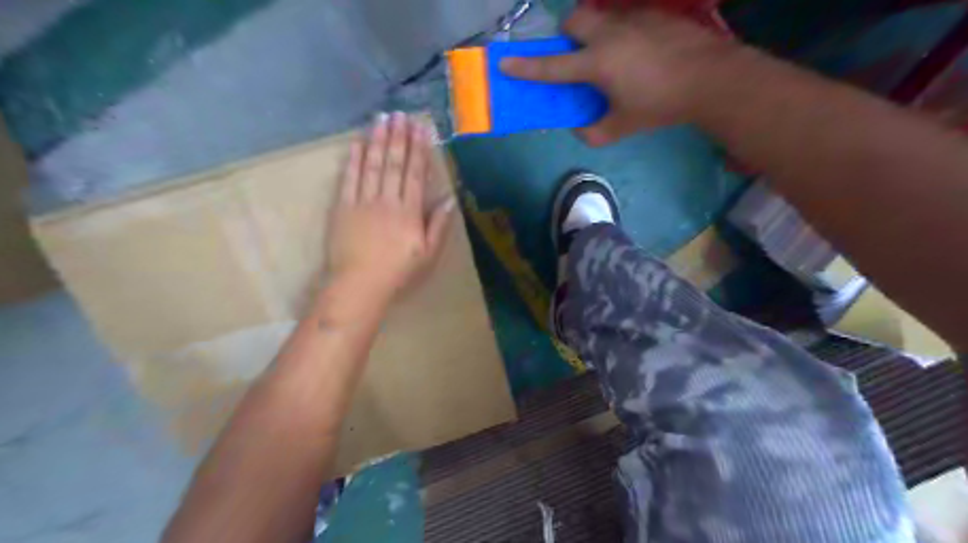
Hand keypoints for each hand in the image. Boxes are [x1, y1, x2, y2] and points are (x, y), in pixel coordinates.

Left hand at [327, 110, 455, 309]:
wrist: (359, 286)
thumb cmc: (398, 273)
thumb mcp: (428, 254)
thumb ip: (438, 225)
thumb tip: (450, 199)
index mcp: (409, 211)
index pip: (415, 173)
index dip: (419, 149)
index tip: (421, 128)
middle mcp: (386, 200)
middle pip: (393, 163)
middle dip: (398, 137)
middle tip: (401, 114)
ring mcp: (362, 201)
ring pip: (371, 165)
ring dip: (377, 140)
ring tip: (382, 118)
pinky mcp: (342, 207)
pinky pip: (348, 178)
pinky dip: (352, 159)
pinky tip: (356, 143)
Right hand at [504, 7, 738, 146]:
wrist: (711, 78)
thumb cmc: (660, 105)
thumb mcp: (623, 127)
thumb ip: (594, 132)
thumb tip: (579, 129)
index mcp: (598, 63)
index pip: (553, 67)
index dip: (527, 67)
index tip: (505, 64)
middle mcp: (610, 34)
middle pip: (574, 21)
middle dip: (567, 36)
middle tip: (577, 58)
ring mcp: (633, 20)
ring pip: (600, 16)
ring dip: (594, 34)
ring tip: (610, 58)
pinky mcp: (654, 16)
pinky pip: (625, 19)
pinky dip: (620, 34)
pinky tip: (638, 54)